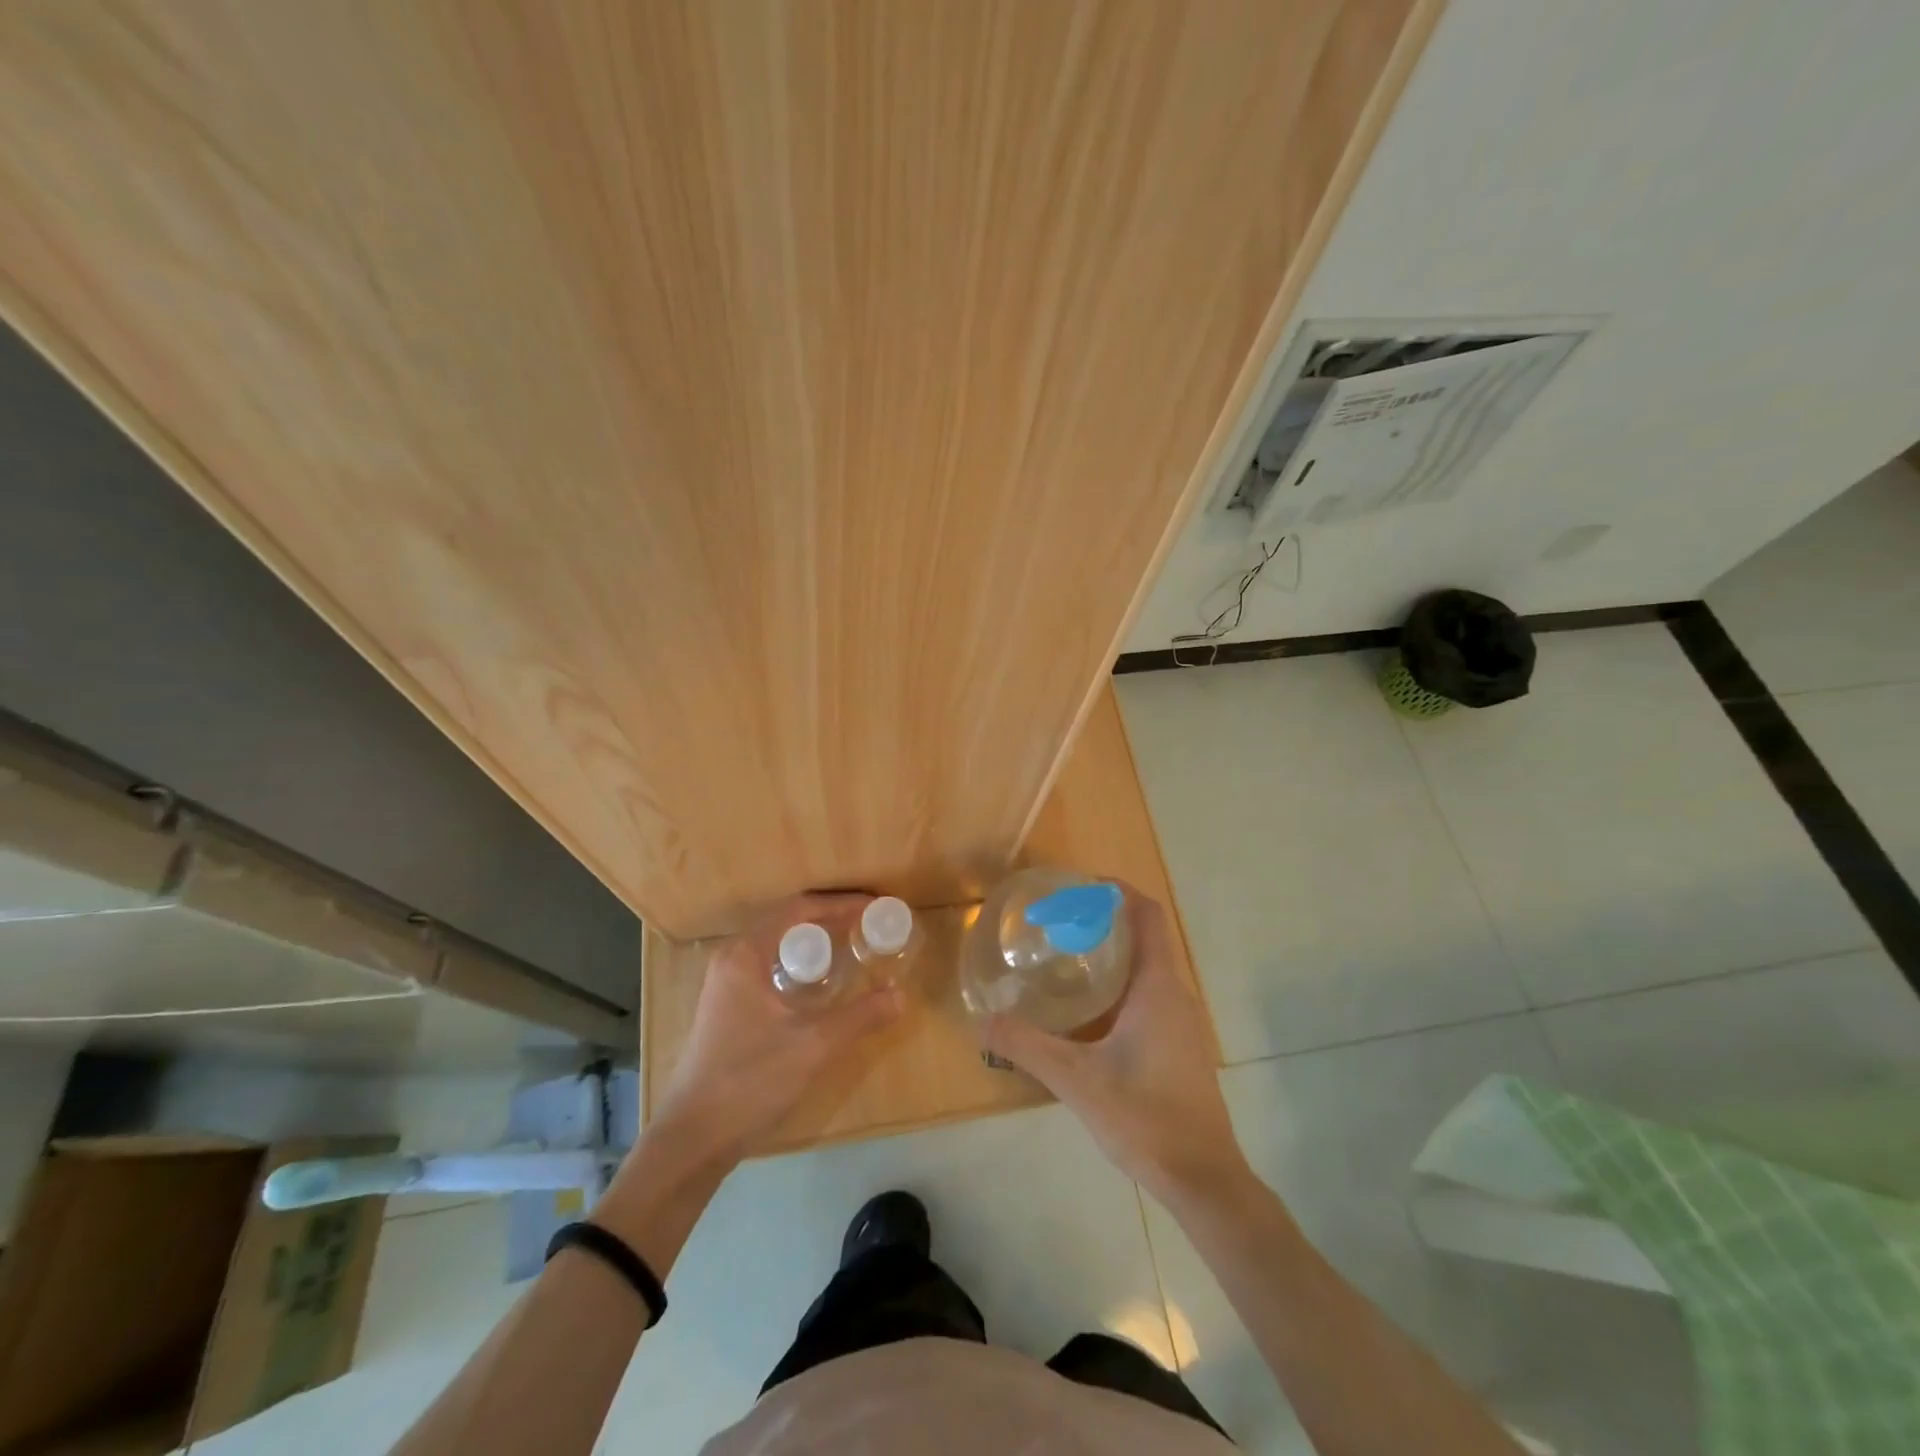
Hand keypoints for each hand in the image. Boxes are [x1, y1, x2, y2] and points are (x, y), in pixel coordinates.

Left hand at [649, 894, 904, 1167]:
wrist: (692, 1139)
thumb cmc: (749, 1080)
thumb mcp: (812, 1046)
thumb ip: (860, 1017)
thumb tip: (901, 996)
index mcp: (746, 953)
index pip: (799, 908)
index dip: (841, 903)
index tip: (875, 907)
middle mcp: (732, 958)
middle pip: (787, 922)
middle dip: (830, 919)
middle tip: (869, 925)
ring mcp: (726, 984)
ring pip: (778, 947)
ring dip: (815, 942)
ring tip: (852, 948)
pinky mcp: (728, 1008)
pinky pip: (771, 968)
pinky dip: (800, 965)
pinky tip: (822, 986)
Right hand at [981, 887, 1248, 1204]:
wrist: (1202, 1179)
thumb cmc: (1144, 1116)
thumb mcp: (1076, 1079)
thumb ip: (1027, 1046)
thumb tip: (983, 1020)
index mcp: (1158, 987)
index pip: (1148, 915)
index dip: (1118, 892)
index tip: (1080, 887)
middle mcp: (1175, 995)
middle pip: (1146, 937)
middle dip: (1105, 921)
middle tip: (1058, 922)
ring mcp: (1182, 1023)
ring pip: (1148, 969)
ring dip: (1113, 954)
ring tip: (1066, 959)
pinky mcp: (1180, 1047)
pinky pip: (1150, 996)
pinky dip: (1121, 984)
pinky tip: (1088, 1012)